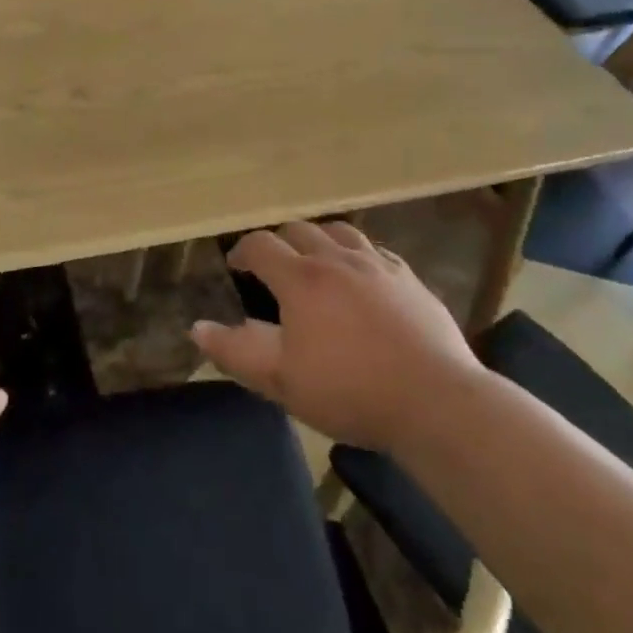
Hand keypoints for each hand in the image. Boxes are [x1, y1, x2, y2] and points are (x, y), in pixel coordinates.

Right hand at [192, 221, 482, 451]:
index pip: (261, 245)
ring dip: (319, 239)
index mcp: (301, 279)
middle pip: (299, 230)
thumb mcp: (282, 380)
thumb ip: (236, 351)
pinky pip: (375, 250)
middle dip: (279, 242)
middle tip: (273, 267)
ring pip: (339, 231)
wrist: (435, 401)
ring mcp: (378, 265)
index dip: (242, 251)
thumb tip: (198, 328)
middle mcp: (337, 259)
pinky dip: (356, 254)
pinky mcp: (410, 278)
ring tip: (316, 261)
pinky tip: (361, 276)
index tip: (235, 266)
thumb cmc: (350, 391)